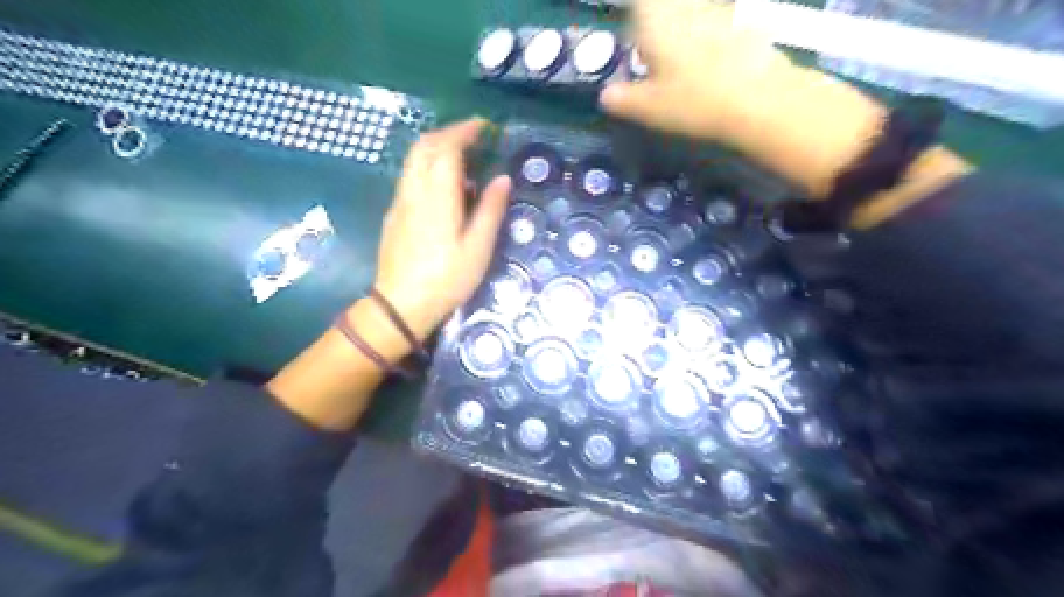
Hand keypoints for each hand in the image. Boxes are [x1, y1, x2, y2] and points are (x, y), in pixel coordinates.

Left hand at [370, 116, 512, 338]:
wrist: (401, 305)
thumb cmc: (446, 279)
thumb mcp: (478, 248)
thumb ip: (491, 210)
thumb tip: (503, 179)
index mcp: (437, 196)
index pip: (446, 148)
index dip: (464, 131)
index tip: (483, 126)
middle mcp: (414, 190)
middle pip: (424, 146)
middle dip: (448, 133)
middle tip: (473, 136)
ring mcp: (400, 201)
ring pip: (413, 160)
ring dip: (435, 147)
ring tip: (461, 156)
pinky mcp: (394, 214)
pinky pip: (410, 176)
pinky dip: (427, 165)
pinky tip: (443, 184)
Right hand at [598, 1, 796, 144]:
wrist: (758, 98)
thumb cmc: (693, 101)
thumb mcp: (649, 109)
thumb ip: (622, 99)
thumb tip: (605, 95)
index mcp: (655, 21)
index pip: (639, 5)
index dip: (636, 15)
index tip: (634, 36)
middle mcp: (685, 7)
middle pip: (666, 6)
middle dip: (657, 20)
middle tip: (654, 54)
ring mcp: (717, 11)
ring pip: (694, 11)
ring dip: (685, 25)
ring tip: (681, 62)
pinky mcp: (744, 22)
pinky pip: (720, 20)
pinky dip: (711, 33)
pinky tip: (712, 61)